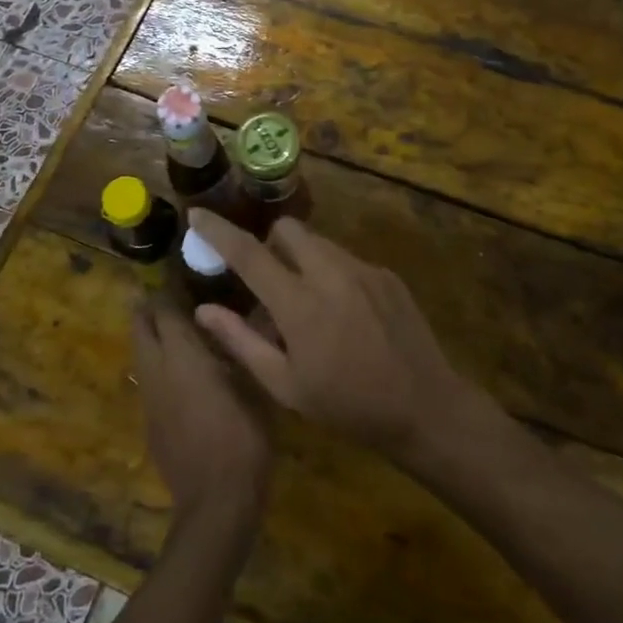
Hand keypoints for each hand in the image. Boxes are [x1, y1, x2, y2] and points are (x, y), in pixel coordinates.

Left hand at [131, 299, 273, 541]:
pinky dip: (156, 362)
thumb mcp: (256, 385)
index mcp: (183, 355)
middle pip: (141, 325)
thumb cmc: (243, 437)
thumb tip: (249, 315)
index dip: (169, 288)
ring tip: (175, 325)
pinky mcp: (150, 422)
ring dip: (150, 334)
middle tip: (171, 293)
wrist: (216, 503)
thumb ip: (245, 346)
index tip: (182, 271)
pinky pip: (147, 378)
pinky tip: (181, 368)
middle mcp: (158, 370)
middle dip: (150, 306)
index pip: (164, 309)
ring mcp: (150, 398)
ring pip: (140, 352)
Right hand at [186, 210, 482, 459]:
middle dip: (270, 244)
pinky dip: (332, 274)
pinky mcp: (386, 275)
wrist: (425, 407)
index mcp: (300, 304)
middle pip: (287, 230)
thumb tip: (204, 309)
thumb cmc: (347, 406)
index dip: (218, 231)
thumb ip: (241, 342)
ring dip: (302, 260)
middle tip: (269, 282)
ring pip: (318, 243)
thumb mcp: (286, 386)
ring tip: (308, 305)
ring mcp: (364, 269)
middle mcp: (331, 273)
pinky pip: (346, 259)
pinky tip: (344, 315)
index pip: (248, 253)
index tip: (197, 214)